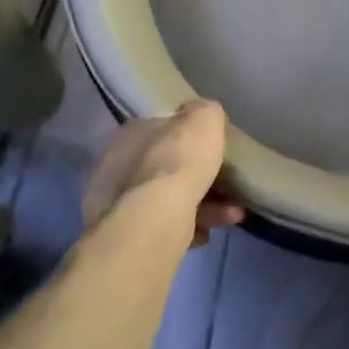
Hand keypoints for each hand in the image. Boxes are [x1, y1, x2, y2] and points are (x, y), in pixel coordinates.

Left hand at [81, 99, 243, 248]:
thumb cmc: (179, 160)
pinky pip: (163, 227)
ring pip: (167, 200)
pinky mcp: (124, 235)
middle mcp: (117, 164)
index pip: (162, 128)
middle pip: (165, 166)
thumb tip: (203, 116)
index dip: (189, 137)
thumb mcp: (204, 119)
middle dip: (198, 176)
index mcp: (132, 132)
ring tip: (232, 215)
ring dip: (203, 205)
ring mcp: (116, 202)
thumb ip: (205, 113)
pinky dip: (187, 229)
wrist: (153, 219)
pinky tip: (206, 235)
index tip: (213, 149)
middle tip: (227, 186)